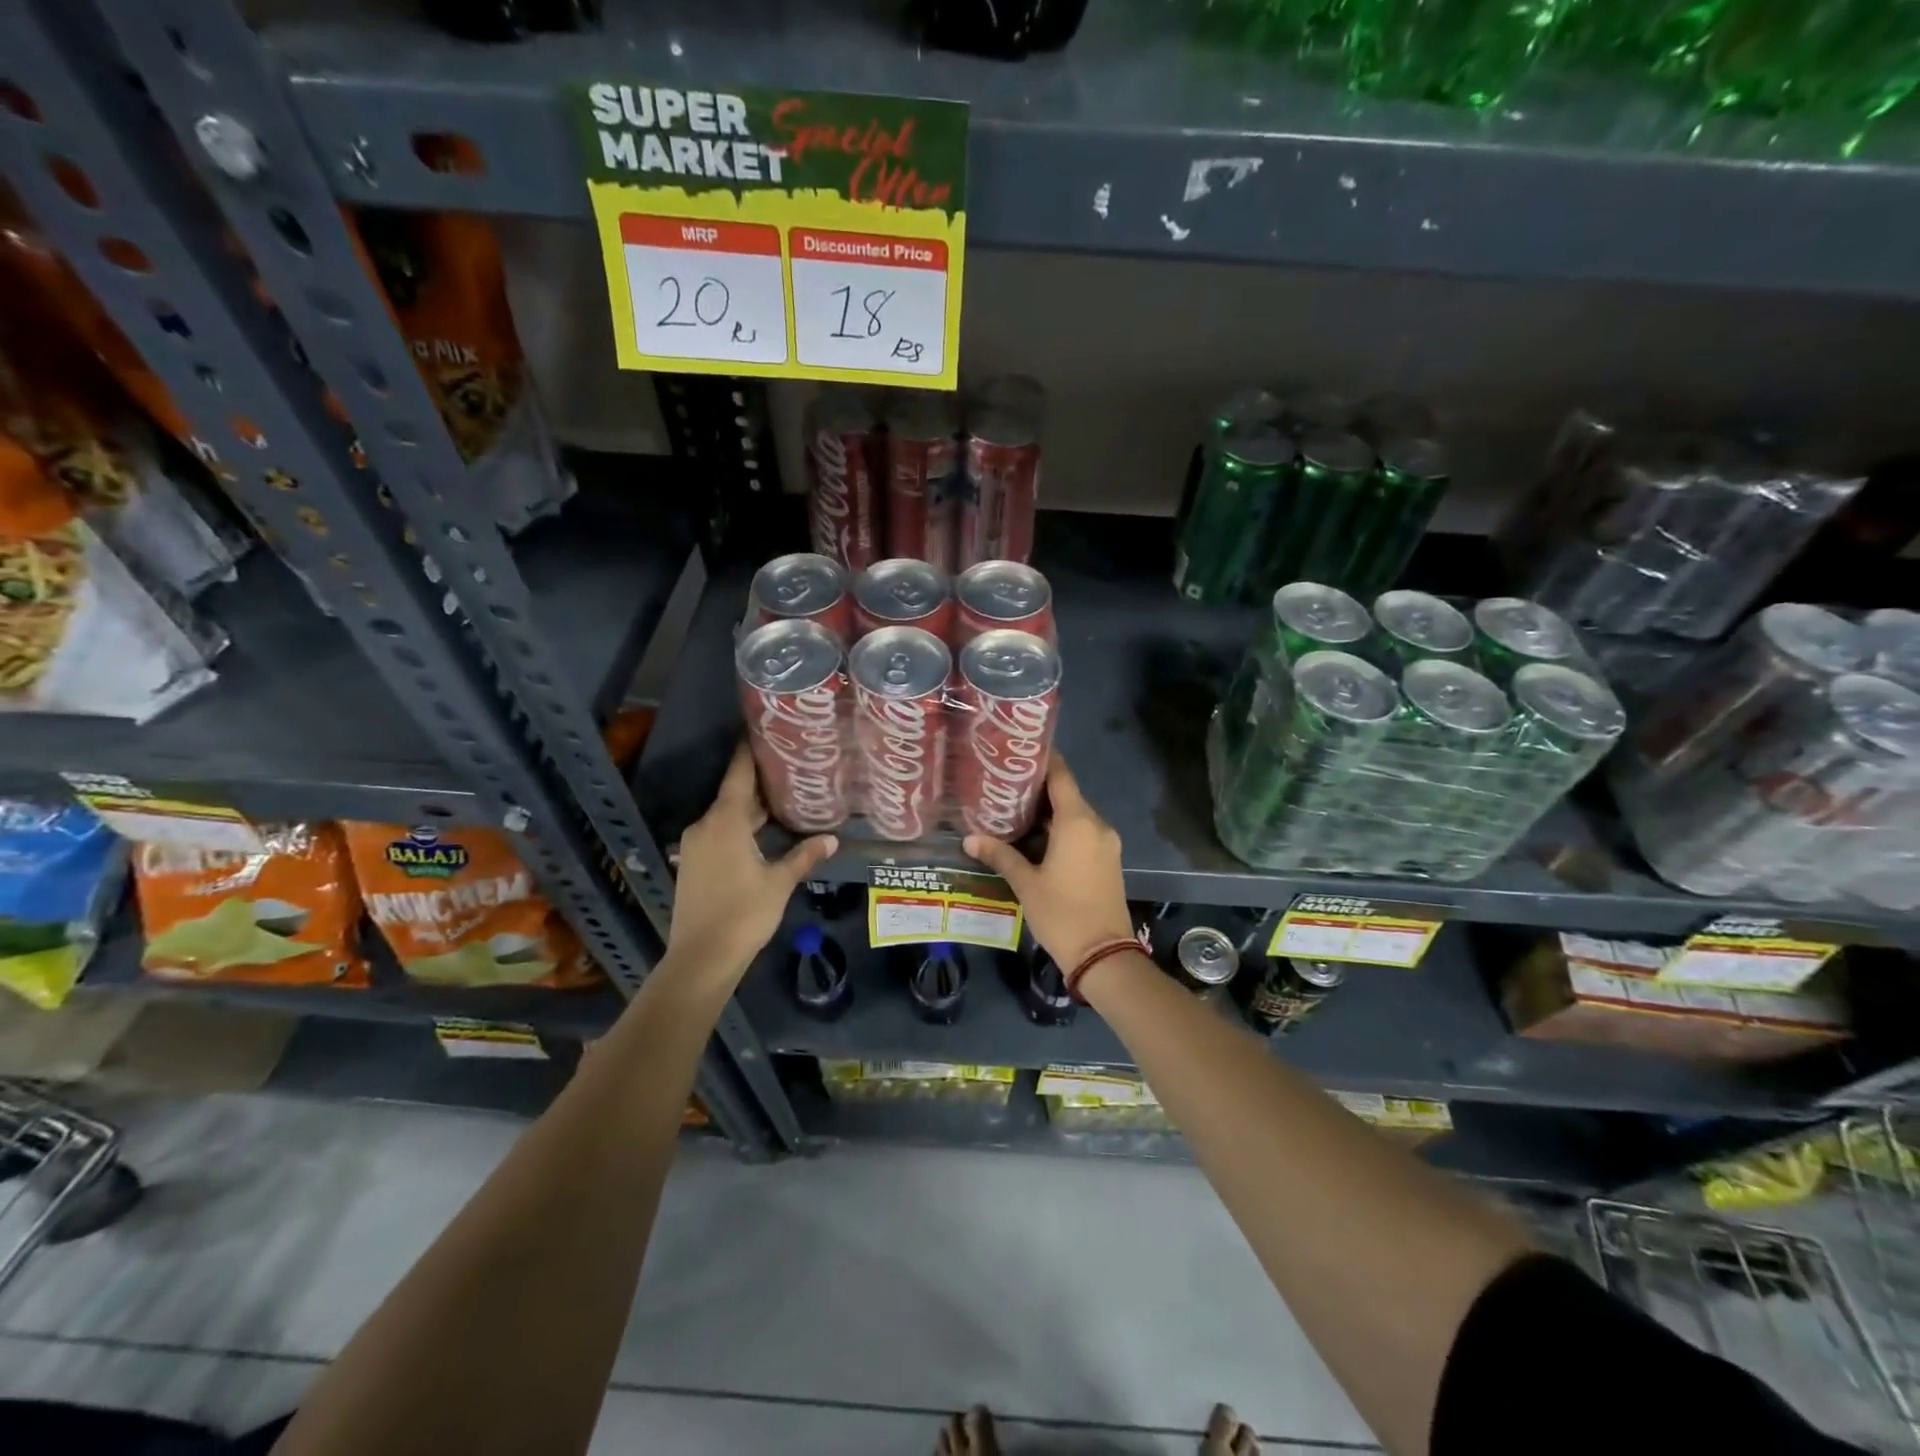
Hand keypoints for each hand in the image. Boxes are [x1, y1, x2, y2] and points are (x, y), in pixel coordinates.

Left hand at [666, 743, 837, 984]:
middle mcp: (705, 826)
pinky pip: (719, 833)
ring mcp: (696, 846)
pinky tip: (762, 833)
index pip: (738, 775)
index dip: (749, 752)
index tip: (761, 731)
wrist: (701, 957)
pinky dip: (739, 827)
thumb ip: (804, 855)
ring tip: (782, 798)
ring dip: (750, 809)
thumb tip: (832, 839)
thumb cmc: (744, 914)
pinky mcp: (693, 864)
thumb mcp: (779, 882)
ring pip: (727, 816)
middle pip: (734, 795)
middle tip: (789, 767)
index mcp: (725, 822)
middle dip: (759, 783)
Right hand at [963, 756, 1134, 974]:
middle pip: (1067, 794)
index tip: (1019, 751)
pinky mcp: (1107, 860)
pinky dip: (1061, 829)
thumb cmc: (1062, 913)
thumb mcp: (1026, 884)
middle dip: (1038, 789)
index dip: (1042, 760)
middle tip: (1004, 783)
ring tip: (1013, 809)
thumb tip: (969, 838)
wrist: (1104, 955)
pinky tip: (1036, 837)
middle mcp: (1096, 825)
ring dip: (1049, 812)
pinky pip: (1083, 833)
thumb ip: (1000, 855)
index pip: (1061, 776)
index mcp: (1078, 822)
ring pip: (1075, 815)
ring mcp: (1106, 843)